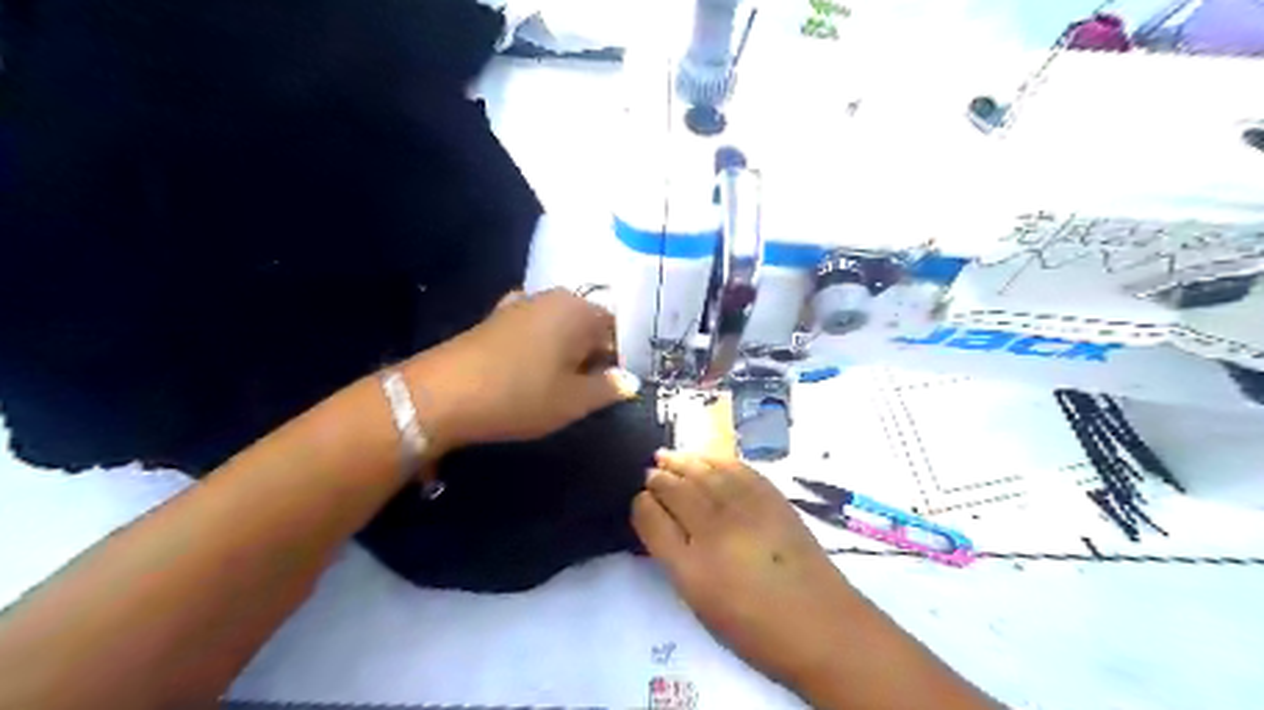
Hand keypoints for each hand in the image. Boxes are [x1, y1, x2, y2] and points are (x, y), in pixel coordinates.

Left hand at [405, 286, 636, 449]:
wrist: (442, 394)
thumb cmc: (520, 395)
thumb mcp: (573, 401)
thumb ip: (608, 389)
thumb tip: (630, 381)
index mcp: (579, 310)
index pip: (616, 329)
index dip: (619, 359)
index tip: (613, 388)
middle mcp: (553, 298)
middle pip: (588, 325)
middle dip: (593, 355)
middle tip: (588, 391)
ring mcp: (522, 304)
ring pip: (561, 328)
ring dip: (567, 354)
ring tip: (561, 386)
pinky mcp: (497, 318)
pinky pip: (534, 330)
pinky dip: (541, 349)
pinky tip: (532, 372)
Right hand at [633, 453, 858, 690]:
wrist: (822, 625)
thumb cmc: (757, 630)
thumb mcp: (702, 605)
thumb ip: (678, 562)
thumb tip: (666, 526)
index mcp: (691, 568)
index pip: (652, 520)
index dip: (642, 505)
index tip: (640, 500)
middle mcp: (714, 531)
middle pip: (676, 490)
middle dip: (659, 478)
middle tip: (651, 472)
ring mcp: (745, 509)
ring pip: (704, 472)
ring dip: (682, 461)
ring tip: (667, 455)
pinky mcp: (772, 499)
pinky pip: (736, 468)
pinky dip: (716, 459)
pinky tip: (706, 458)